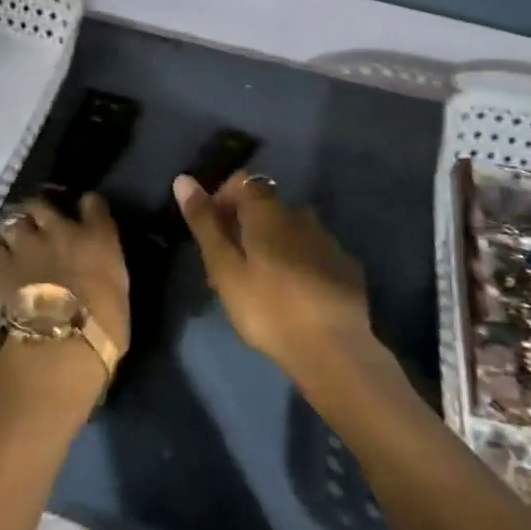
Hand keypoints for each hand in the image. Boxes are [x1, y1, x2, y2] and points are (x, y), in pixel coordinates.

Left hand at [0, 194, 130, 367]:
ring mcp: (27, 245)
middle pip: (43, 203)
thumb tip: (96, 270)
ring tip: (15, 239)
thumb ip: (104, 270)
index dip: (88, 206)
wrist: (61, 347)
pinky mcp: (0, 265)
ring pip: (13, 218)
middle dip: (39, 210)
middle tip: (39, 222)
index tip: (85, 213)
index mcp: (97, 236)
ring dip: (14, 228)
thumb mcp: (118, 292)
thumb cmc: (104, 329)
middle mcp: (61, 230)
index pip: (93, 203)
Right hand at [175, 172, 376, 382]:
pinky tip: (296, 294)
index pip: (241, 182)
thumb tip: (183, 179)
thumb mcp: (225, 269)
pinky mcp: (347, 267)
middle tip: (230, 267)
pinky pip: (315, 253)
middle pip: (266, 207)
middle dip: (245, 226)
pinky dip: (300, 263)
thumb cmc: (268, 308)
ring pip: (292, 230)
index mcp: (268, 212)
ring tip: (262, 282)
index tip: (211, 232)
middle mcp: (301, 215)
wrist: (333, 350)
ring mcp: (328, 240)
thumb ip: (204, 224)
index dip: (221, 199)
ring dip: (274, 244)